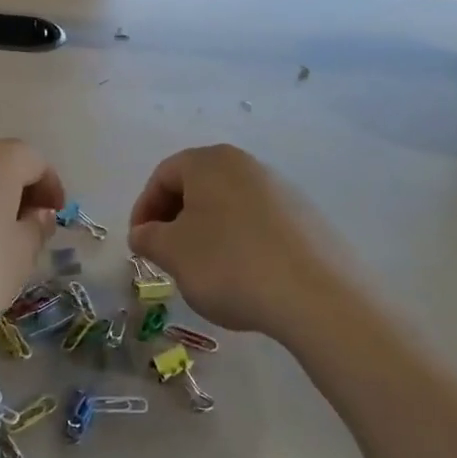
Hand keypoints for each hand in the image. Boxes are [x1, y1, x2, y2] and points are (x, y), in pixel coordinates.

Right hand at [128, 145, 359, 342]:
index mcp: (210, 162)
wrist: (317, 296)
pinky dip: (240, 243)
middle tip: (167, 256)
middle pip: (197, 186)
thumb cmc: (229, 264)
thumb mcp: (172, 253)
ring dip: (207, 232)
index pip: (163, 175)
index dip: (143, 209)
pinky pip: (258, 224)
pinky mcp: (307, 218)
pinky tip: (243, 277)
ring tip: (204, 271)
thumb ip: (148, 237)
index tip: (139, 244)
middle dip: (175, 220)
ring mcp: (282, 189)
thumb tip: (143, 233)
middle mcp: (247, 165)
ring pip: (228, 206)